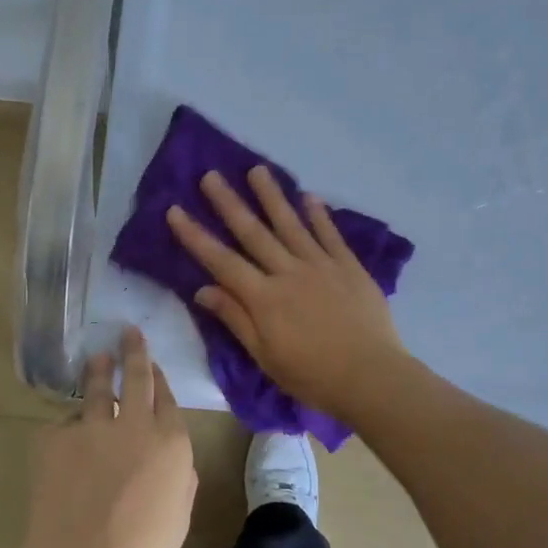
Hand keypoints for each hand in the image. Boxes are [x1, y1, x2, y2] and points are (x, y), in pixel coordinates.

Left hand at [14, 328, 196, 547]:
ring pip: (95, 387)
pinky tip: (64, 445)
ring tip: (97, 357)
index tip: (153, 365)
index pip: (166, 397)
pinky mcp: (55, 437)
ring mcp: (91, 426)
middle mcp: (133, 422)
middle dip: (134, 350)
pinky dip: (68, 430)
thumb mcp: (179, 515)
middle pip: (135, 376)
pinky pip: (63, 425)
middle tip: (129, 331)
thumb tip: (173, 459)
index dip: (159, 378)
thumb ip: (180, 476)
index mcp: (170, 441)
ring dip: (98, 369)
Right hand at [166, 166, 408, 420]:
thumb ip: (236, 318)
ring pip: (290, 224)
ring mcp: (321, 265)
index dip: (196, 236)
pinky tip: (308, 196)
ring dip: (272, 196)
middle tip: (211, 175)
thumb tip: (202, 289)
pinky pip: (330, 234)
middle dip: (229, 203)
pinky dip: (318, 215)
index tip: (175, 210)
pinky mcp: (349, 266)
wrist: (372, 377)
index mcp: (264, 297)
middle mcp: (289, 272)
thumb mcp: (265, 356)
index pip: (221, 260)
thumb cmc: (313, 375)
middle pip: (253, 232)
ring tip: (257, 170)